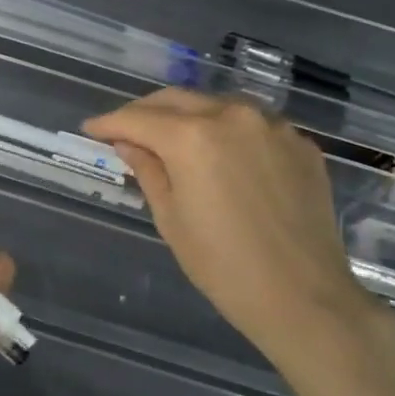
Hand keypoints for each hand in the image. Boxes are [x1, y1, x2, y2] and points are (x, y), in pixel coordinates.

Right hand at [83, 89, 387, 369]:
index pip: (138, 118)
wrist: (304, 296)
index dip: (109, 122)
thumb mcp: (171, 219)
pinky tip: (221, 155)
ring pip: (217, 104)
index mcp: (193, 137)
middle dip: (145, 111)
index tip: (91, 129)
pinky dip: (227, 131)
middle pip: (177, 99)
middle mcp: (234, 116)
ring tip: (171, 138)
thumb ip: (148, 170)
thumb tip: (129, 143)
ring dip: (188, 115)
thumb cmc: (223, 266)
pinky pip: (253, 124)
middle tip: (125, 131)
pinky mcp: (300, 143)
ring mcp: (273, 126)